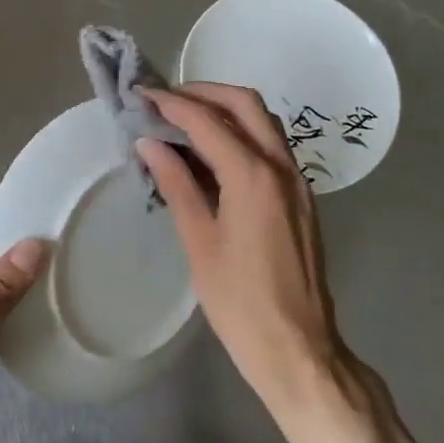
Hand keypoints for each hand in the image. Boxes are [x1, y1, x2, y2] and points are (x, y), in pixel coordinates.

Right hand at [138, 84, 350, 405]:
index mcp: (253, 176)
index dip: (172, 104)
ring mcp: (297, 181)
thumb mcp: (199, 242)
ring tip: (184, 120)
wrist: (300, 350)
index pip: (208, 121)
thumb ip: (177, 184)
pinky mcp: (301, 198)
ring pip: (263, 122)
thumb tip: (150, 144)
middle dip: (204, 93)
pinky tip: (212, 154)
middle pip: (245, 104)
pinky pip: (271, 146)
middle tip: (166, 101)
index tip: (142, 96)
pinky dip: (241, 134)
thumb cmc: (240, 302)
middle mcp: (281, 167)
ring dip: (225, 110)